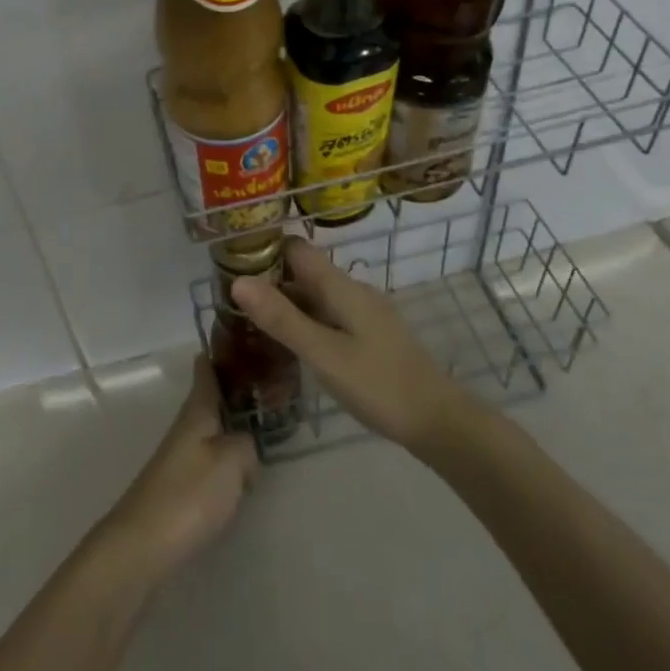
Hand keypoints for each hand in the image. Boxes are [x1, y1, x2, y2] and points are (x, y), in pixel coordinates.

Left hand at [95, 357, 258, 583]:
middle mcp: (186, 427)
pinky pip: (209, 456)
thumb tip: (247, 444)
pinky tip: (243, 466)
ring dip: (233, 422)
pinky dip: (227, 452)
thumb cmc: (189, 494)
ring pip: (211, 427)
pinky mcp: (180, 486)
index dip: (220, 352)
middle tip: (270, 381)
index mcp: (197, 411)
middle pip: (210, 398)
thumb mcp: (230, 460)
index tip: (240, 335)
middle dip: (235, 388)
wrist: (142, 546)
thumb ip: (246, 444)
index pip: (206, 370)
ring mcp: (180, 457)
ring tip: (263, 423)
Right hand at [232, 238, 470, 452]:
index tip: (230, 267)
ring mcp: (363, 313)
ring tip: (250, 326)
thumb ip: (281, 318)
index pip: (295, 249)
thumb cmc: (378, 384)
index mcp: (340, 286)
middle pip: (304, 272)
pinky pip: (328, 316)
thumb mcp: (323, 353)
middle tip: (231, 304)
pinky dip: (305, 322)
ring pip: (316, 296)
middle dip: (269, 281)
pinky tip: (291, 347)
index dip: (264, 251)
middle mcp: (352, 291)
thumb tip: (237, 281)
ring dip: (286, 304)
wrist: (438, 421)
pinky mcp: (370, 335)